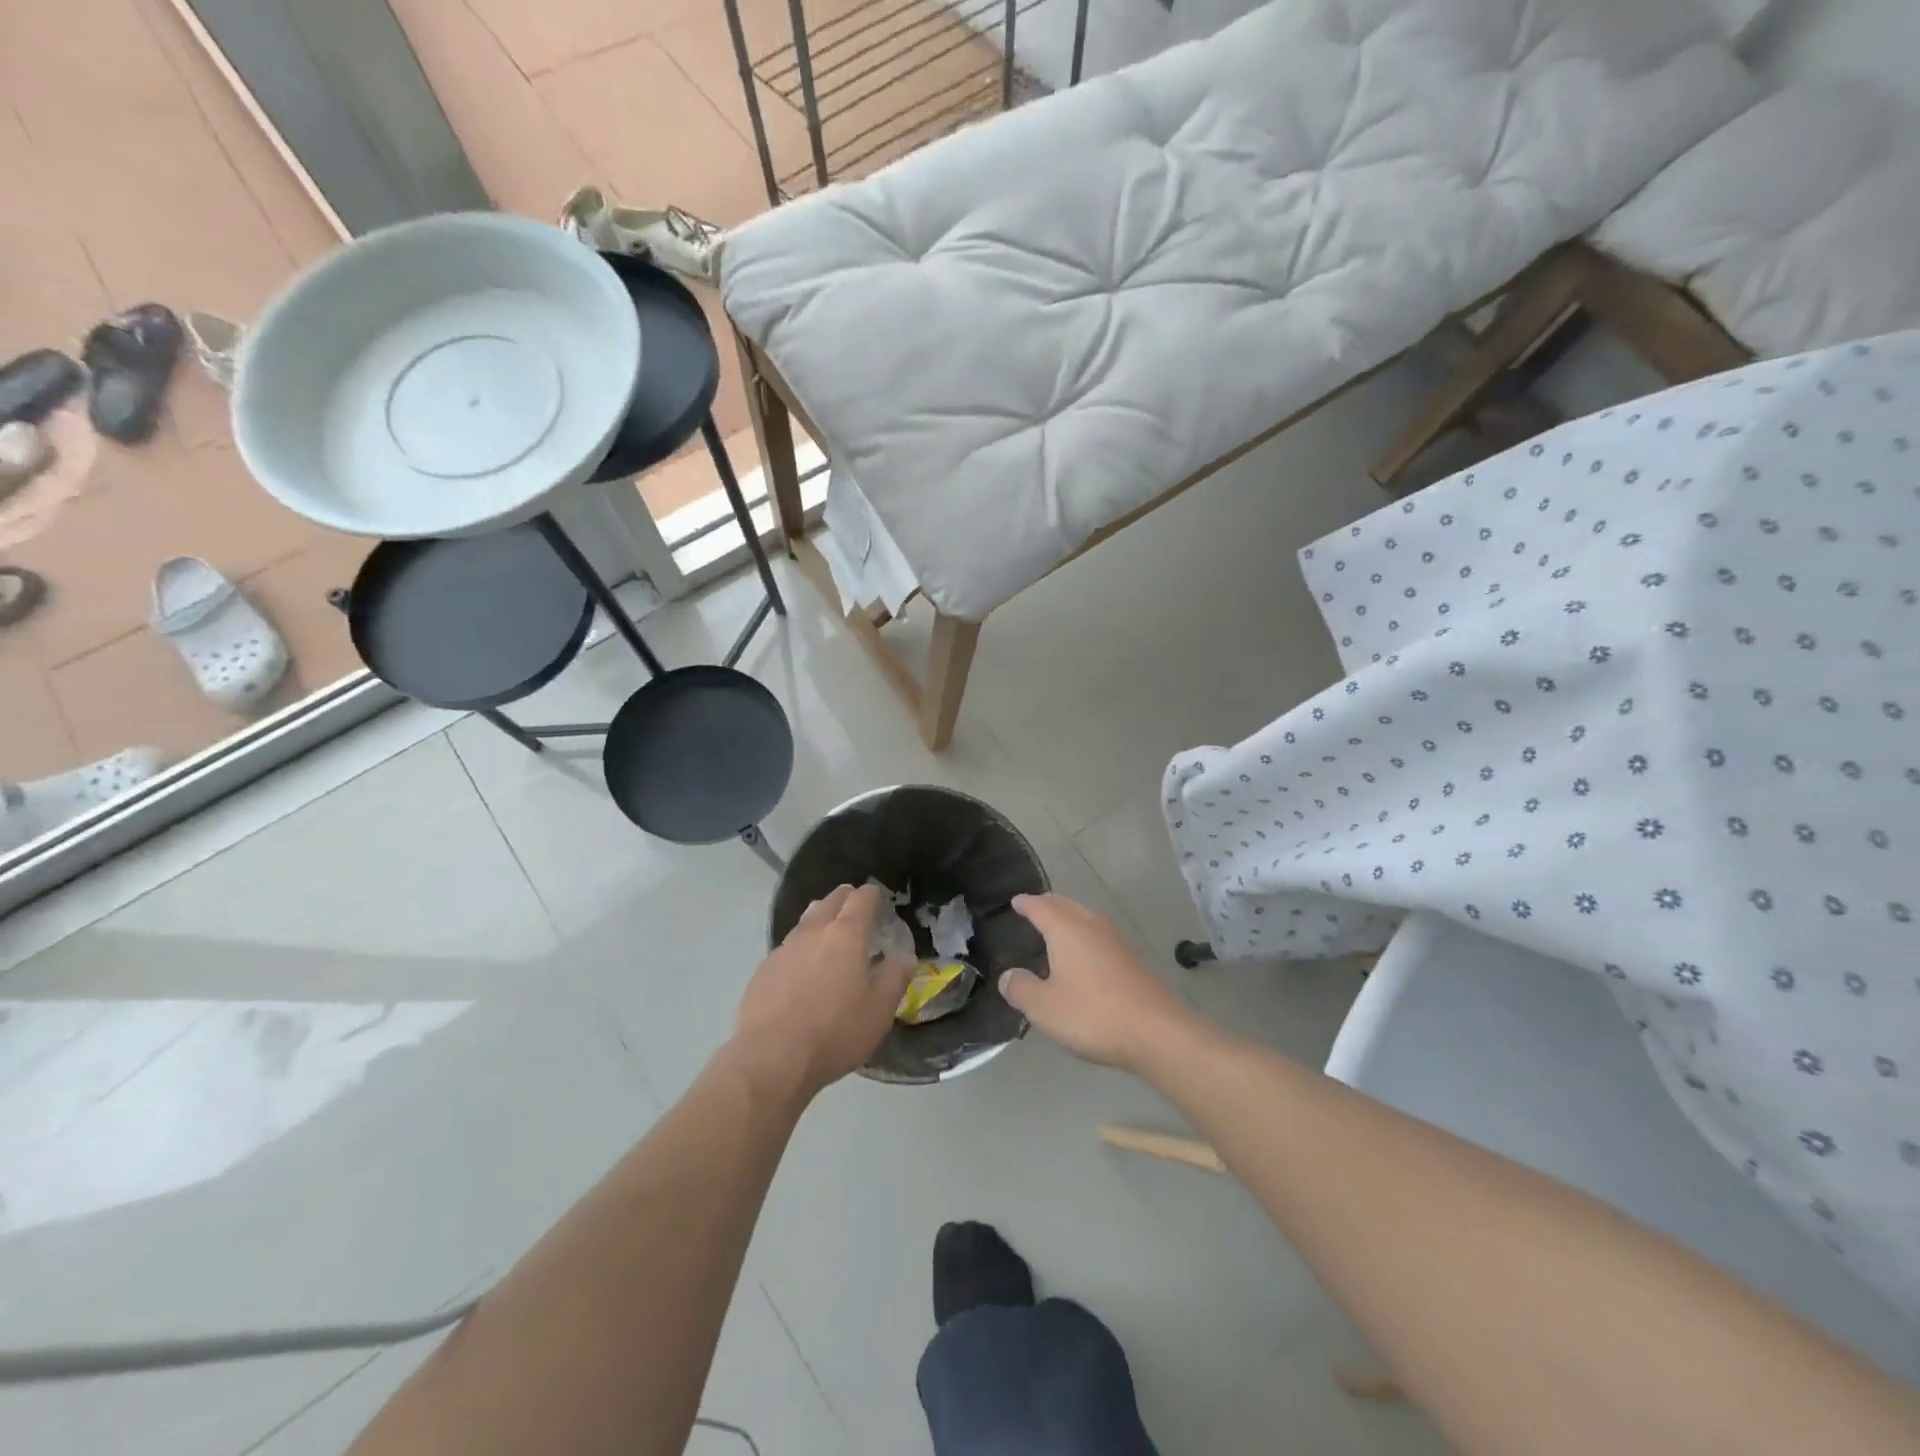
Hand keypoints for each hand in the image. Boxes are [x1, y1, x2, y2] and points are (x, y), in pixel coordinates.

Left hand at [732, 883, 913, 1099]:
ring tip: (831, 936)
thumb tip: (904, 955)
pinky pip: (789, 946)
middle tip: (857, 911)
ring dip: (822, 919)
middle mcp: (814, 931)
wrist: (771, 1057)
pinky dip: (802, 948)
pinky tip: (804, 970)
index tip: (879, 899)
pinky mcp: (764, 969)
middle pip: (831, 900)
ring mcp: (785, 948)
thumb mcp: (880, 1010)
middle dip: (846, 899)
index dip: (872, 895)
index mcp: (846, 935)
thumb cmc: (835, 1031)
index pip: (861, 898)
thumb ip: (896, 977)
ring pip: (807, 920)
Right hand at [999, 894, 1195, 1071]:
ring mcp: (1117, 942)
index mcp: (1067, 930)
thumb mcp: (1044, 1007)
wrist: (1157, 1032)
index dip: (1026, 903)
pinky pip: (1100, 937)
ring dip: (1069, 918)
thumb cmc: (1093, 1014)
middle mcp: (1092, 927)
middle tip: (1035, 907)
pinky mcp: (1132, 961)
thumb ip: (1021, 988)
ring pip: (1087, 919)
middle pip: (1067, 905)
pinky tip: (1084, 956)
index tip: (1016, 900)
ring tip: (1056, 928)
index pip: (1041, 907)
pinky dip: (1085, 936)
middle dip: (1049, 904)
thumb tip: (1008, 976)